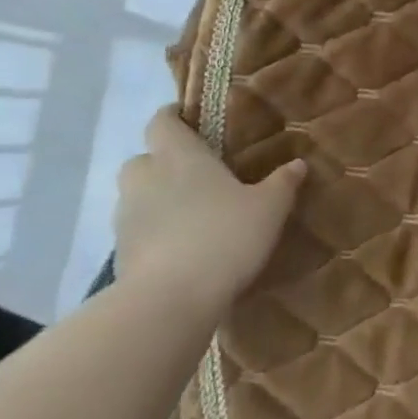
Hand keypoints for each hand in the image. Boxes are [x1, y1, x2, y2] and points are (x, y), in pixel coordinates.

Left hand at [114, 106, 304, 301]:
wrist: (169, 301)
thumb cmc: (223, 236)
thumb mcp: (268, 208)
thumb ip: (282, 183)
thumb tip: (298, 163)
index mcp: (179, 155)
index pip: (162, 121)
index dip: (174, 117)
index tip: (193, 122)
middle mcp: (146, 177)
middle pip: (145, 158)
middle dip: (164, 162)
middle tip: (197, 175)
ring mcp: (126, 216)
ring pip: (138, 195)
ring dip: (158, 199)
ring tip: (192, 215)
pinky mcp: (120, 252)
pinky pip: (137, 230)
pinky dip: (154, 232)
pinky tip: (181, 248)